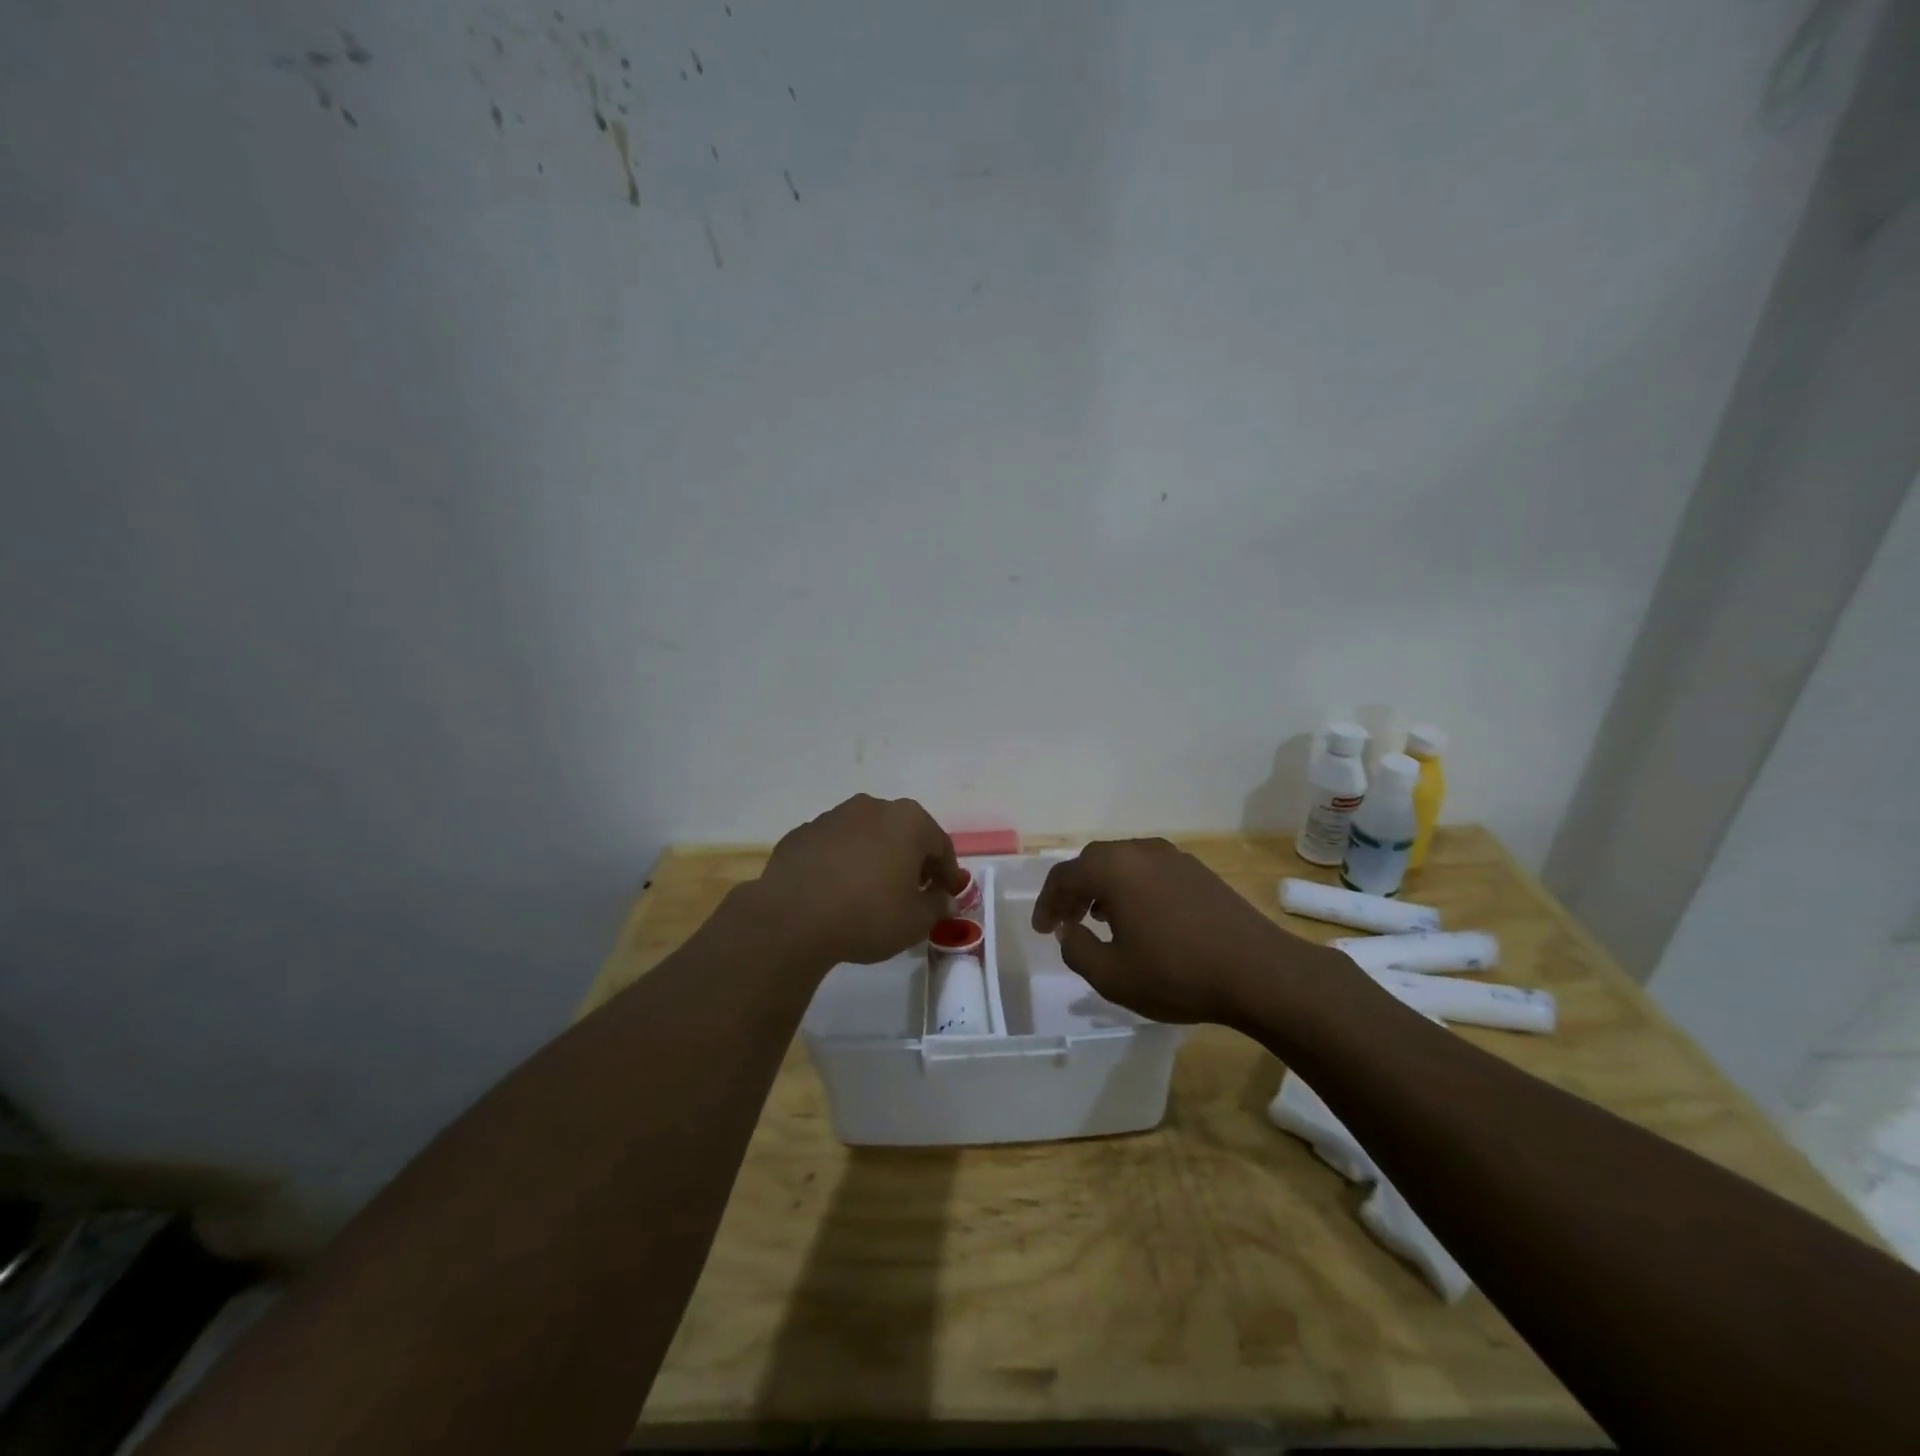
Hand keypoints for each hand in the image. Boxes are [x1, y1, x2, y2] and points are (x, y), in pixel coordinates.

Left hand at [752, 795, 963, 966]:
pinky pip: (833, 847)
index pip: (940, 845)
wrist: (792, 919)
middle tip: (912, 892)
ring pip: (866, 836)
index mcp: (908, 820)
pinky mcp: (802, 833)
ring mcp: (833, 816)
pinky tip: (836, 891)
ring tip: (871, 892)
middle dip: (911, 860)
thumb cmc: (868, 915)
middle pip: (903, 833)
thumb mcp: (915, 921)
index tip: (948, 895)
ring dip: (874, 857)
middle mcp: (872, 807)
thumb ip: (937, 906)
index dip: (947, 872)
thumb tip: (944, 899)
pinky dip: (841, 863)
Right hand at [1030, 839, 1305, 1022]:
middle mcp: (1140, 851)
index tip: (1042, 930)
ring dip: (1103, 887)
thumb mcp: (1111, 975)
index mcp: (1113, 869)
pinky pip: (1149, 870)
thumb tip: (1069, 930)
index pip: (1064, 876)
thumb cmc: (1177, 973)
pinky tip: (1141, 918)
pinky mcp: (1197, 871)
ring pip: (1123, 864)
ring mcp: (1173, 857)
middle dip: (1073, 890)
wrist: (1258, 972)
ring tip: (1099, 919)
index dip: (1046, 903)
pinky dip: (1132, 888)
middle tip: (1066, 921)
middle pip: (1093, 862)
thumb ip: (1077, 949)